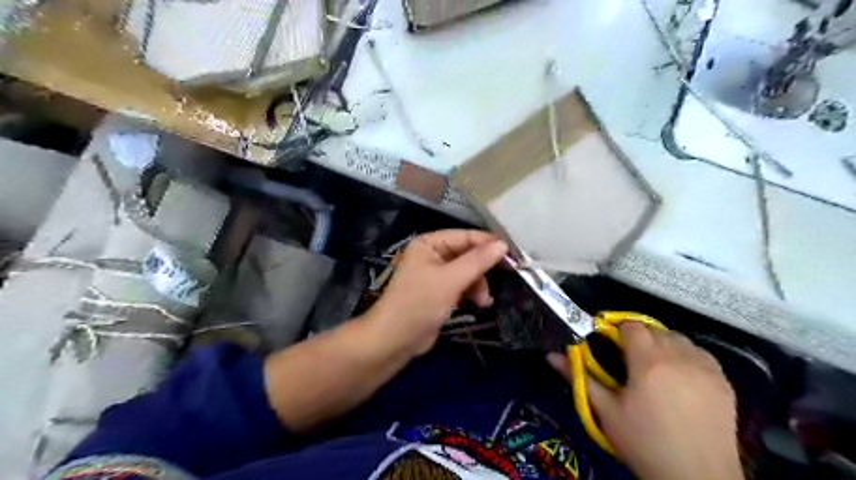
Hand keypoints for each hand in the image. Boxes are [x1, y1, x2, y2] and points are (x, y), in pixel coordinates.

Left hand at [362, 229, 506, 355]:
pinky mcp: (440, 292)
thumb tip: (503, 244)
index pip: (465, 236)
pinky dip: (472, 292)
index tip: (513, 254)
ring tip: (484, 301)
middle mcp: (432, 254)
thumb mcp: (450, 280)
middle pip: (468, 254)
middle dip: (483, 269)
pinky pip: (462, 285)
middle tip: (505, 277)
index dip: (488, 243)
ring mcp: (436, 273)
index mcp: (429, 243)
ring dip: (479, 284)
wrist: (395, 339)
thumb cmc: (419, 303)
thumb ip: (477, 261)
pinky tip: (479, 303)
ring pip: (468, 271)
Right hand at [548, 323, 743, 479]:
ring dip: (663, 344)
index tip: (611, 348)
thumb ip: (579, 377)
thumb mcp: (606, 412)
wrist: (697, 478)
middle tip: (630, 363)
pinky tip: (680, 377)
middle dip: (639, 339)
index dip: (618, 333)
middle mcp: (679, 357)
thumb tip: (551, 355)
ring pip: (679, 338)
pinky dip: (686, 356)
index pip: (631, 326)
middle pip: (654, 329)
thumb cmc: (644, 443)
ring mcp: (706, 368)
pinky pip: (701, 353)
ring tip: (656, 369)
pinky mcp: (724, 381)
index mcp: (648, 362)